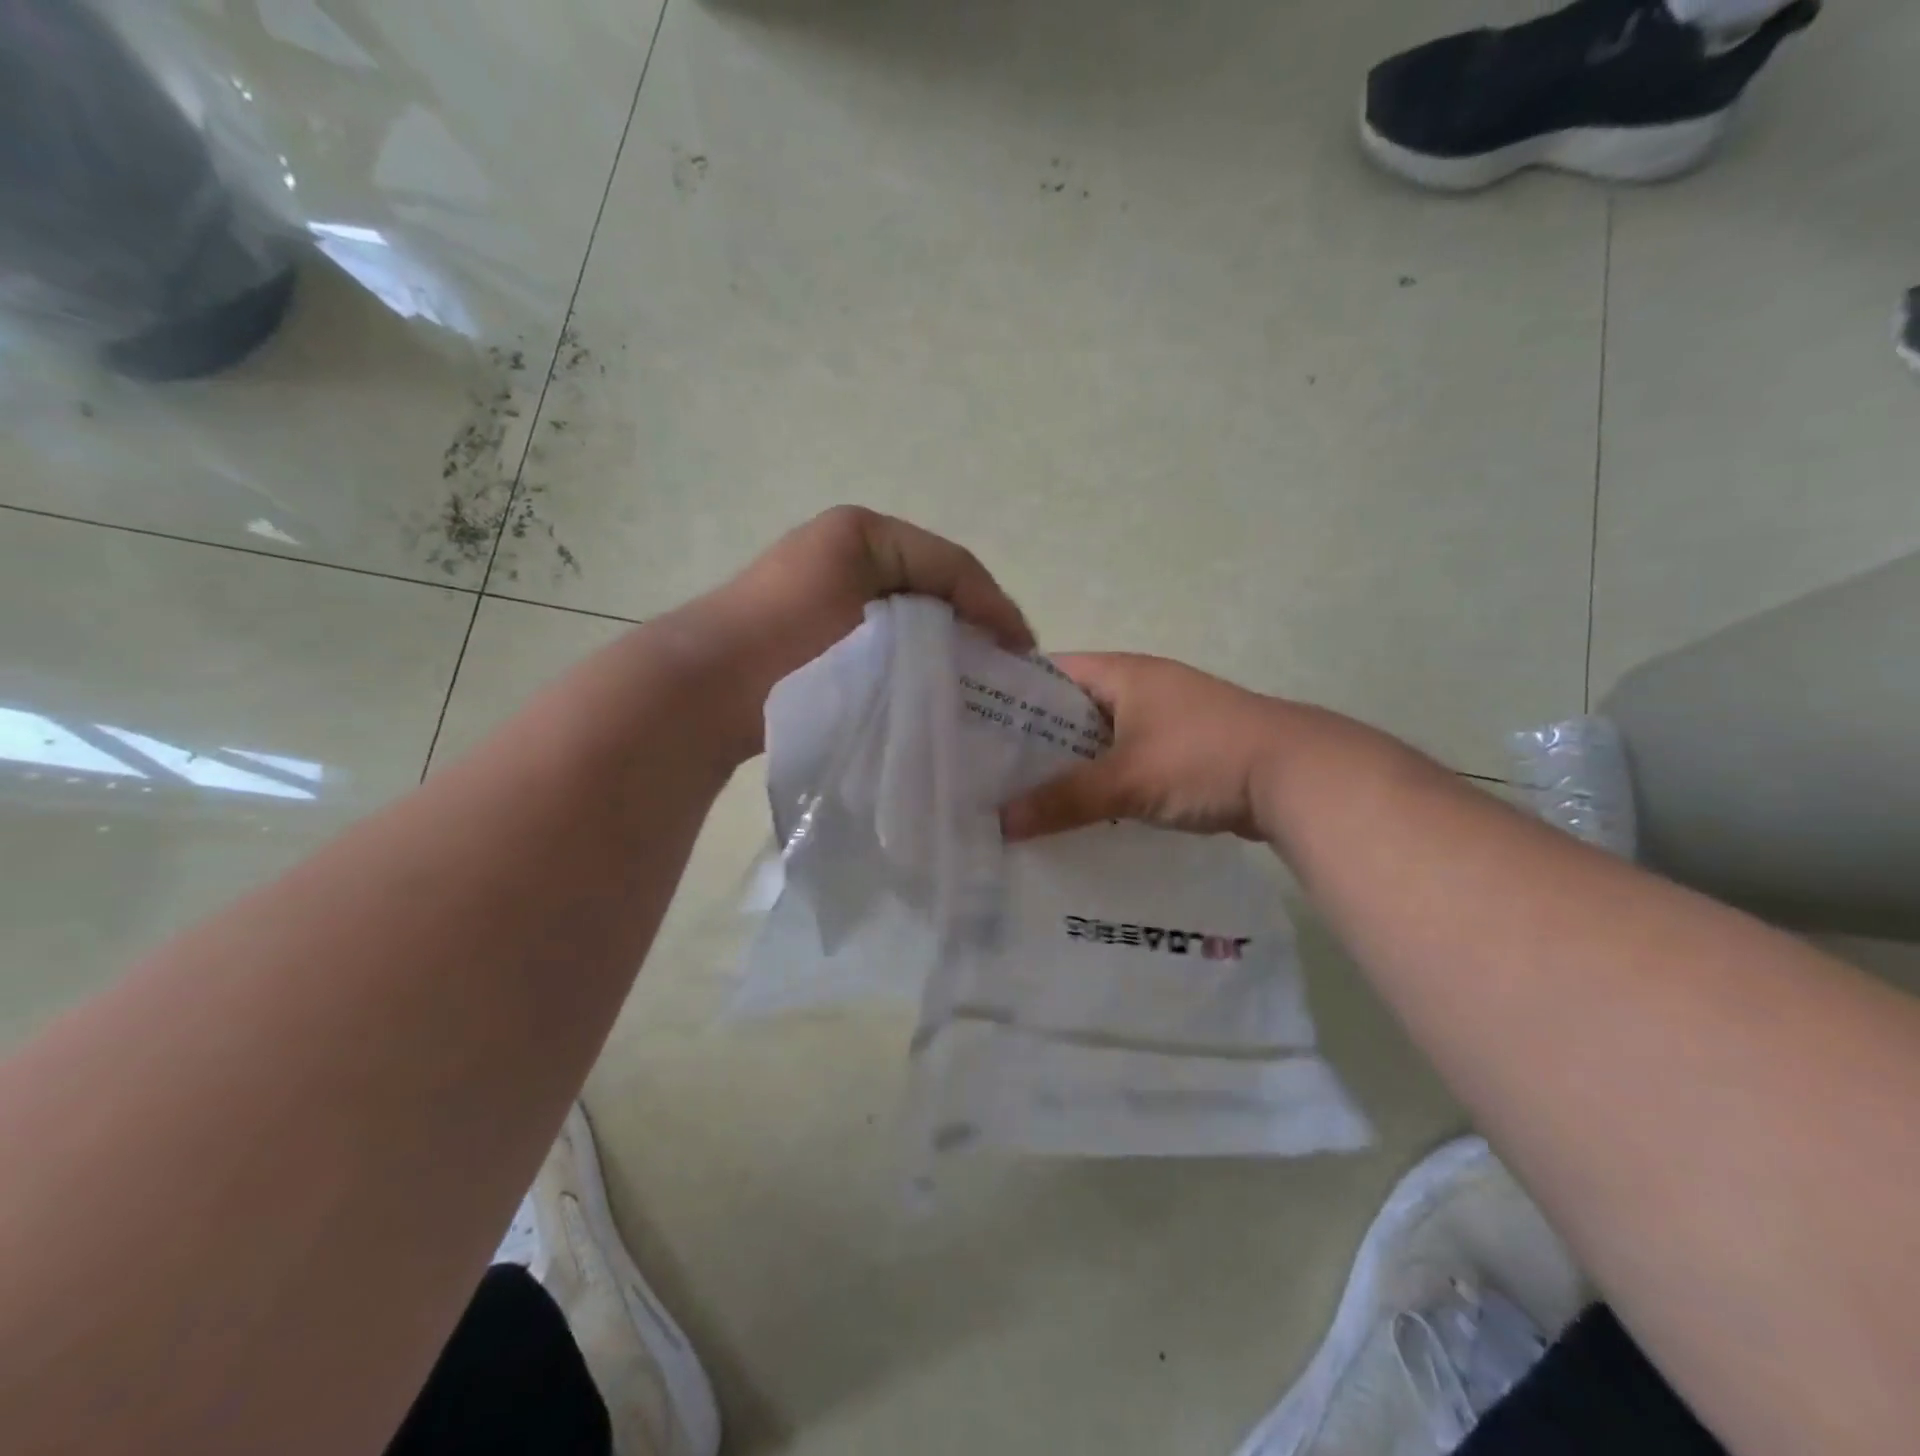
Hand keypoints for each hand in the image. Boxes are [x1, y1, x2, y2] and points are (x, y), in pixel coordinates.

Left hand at [687, 506, 1033, 759]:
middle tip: (1003, 674)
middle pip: (934, 589)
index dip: (996, 606)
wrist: (706, 687)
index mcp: (866, 534)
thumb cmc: (792, 637)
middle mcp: (849, 553)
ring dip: (942, 648)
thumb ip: (938, 605)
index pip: (954, 565)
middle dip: (972, 628)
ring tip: (970, 688)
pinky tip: (925, 693)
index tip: (1024, 654)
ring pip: (910, 618)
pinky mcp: (818, 633)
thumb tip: (980, 639)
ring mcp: (832, 594)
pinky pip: (882, 639)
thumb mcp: (873, 603)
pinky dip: (909, 661)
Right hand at [999, 653, 1299, 841]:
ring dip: (1067, 766)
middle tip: (986, 772)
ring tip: (1018, 797)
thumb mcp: (1127, 779)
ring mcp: (1162, 720)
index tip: (971, 726)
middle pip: (1069, 710)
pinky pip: (1123, 763)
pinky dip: (1100, 783)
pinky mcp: (1179, 752)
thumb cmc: (1203, 758)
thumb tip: (1001, 824)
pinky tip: (1074, 812)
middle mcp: (1139, 687)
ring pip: (1097, 740)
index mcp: (1122, 673)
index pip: (1047, 672)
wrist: (1298, 777)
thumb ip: (1063, 800)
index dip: (1009, 695)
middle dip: (1032, 740)